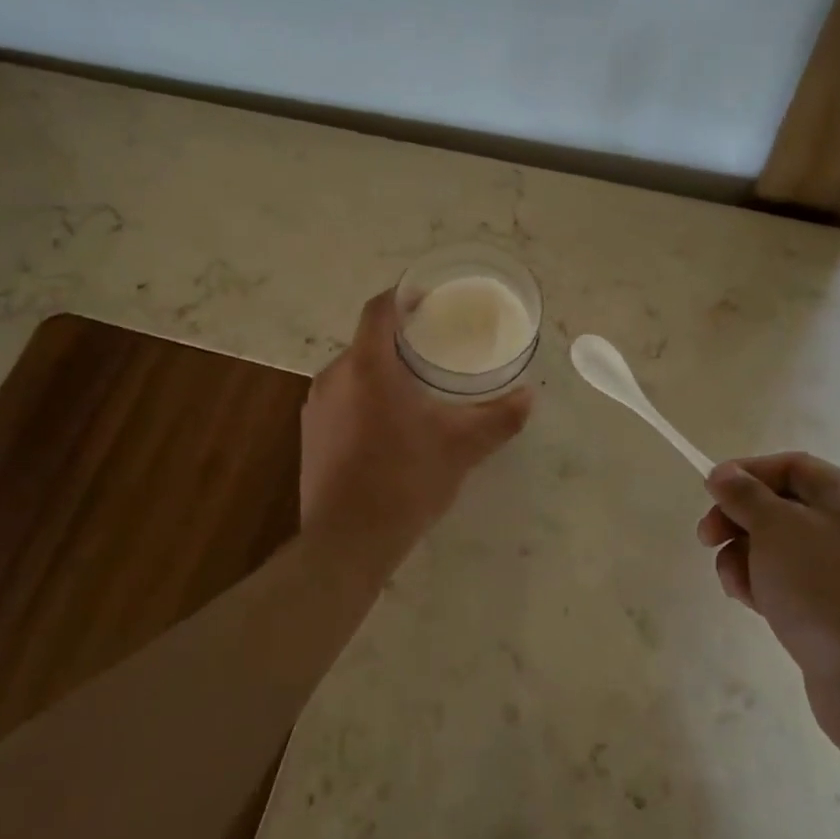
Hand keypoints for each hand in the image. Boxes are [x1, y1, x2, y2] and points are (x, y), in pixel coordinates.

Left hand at [300, 290, 532, 576]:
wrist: (346, 541)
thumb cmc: (405, 481)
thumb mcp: (461, 447)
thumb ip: (497, 418)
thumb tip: (530, 397)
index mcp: (368, 366)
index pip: (379, 310)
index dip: (402, 297)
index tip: (427, 300)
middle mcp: (334, 376)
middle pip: (366, 340)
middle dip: (397, 339)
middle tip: (432, 347)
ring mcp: (316, 405)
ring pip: (351, 371)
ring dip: (380, 370)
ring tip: (413, 386)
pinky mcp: (309, 433)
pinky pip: (339, 398)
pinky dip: (363, 396)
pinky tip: (386, 424)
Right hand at [698, 453, 839, 690]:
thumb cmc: (822, 589)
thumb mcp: (775, 528)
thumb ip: (744, 494)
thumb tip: (723, 474)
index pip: (790, 465)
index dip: (745, 472)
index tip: (710, 492)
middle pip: (780, 505)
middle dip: (738, 519)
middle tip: (707, 538)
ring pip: (777, 544)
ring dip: (744, 556)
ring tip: (735, 582)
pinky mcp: (835, 605)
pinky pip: (788, 578)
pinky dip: (762, 583)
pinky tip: (751, 602)